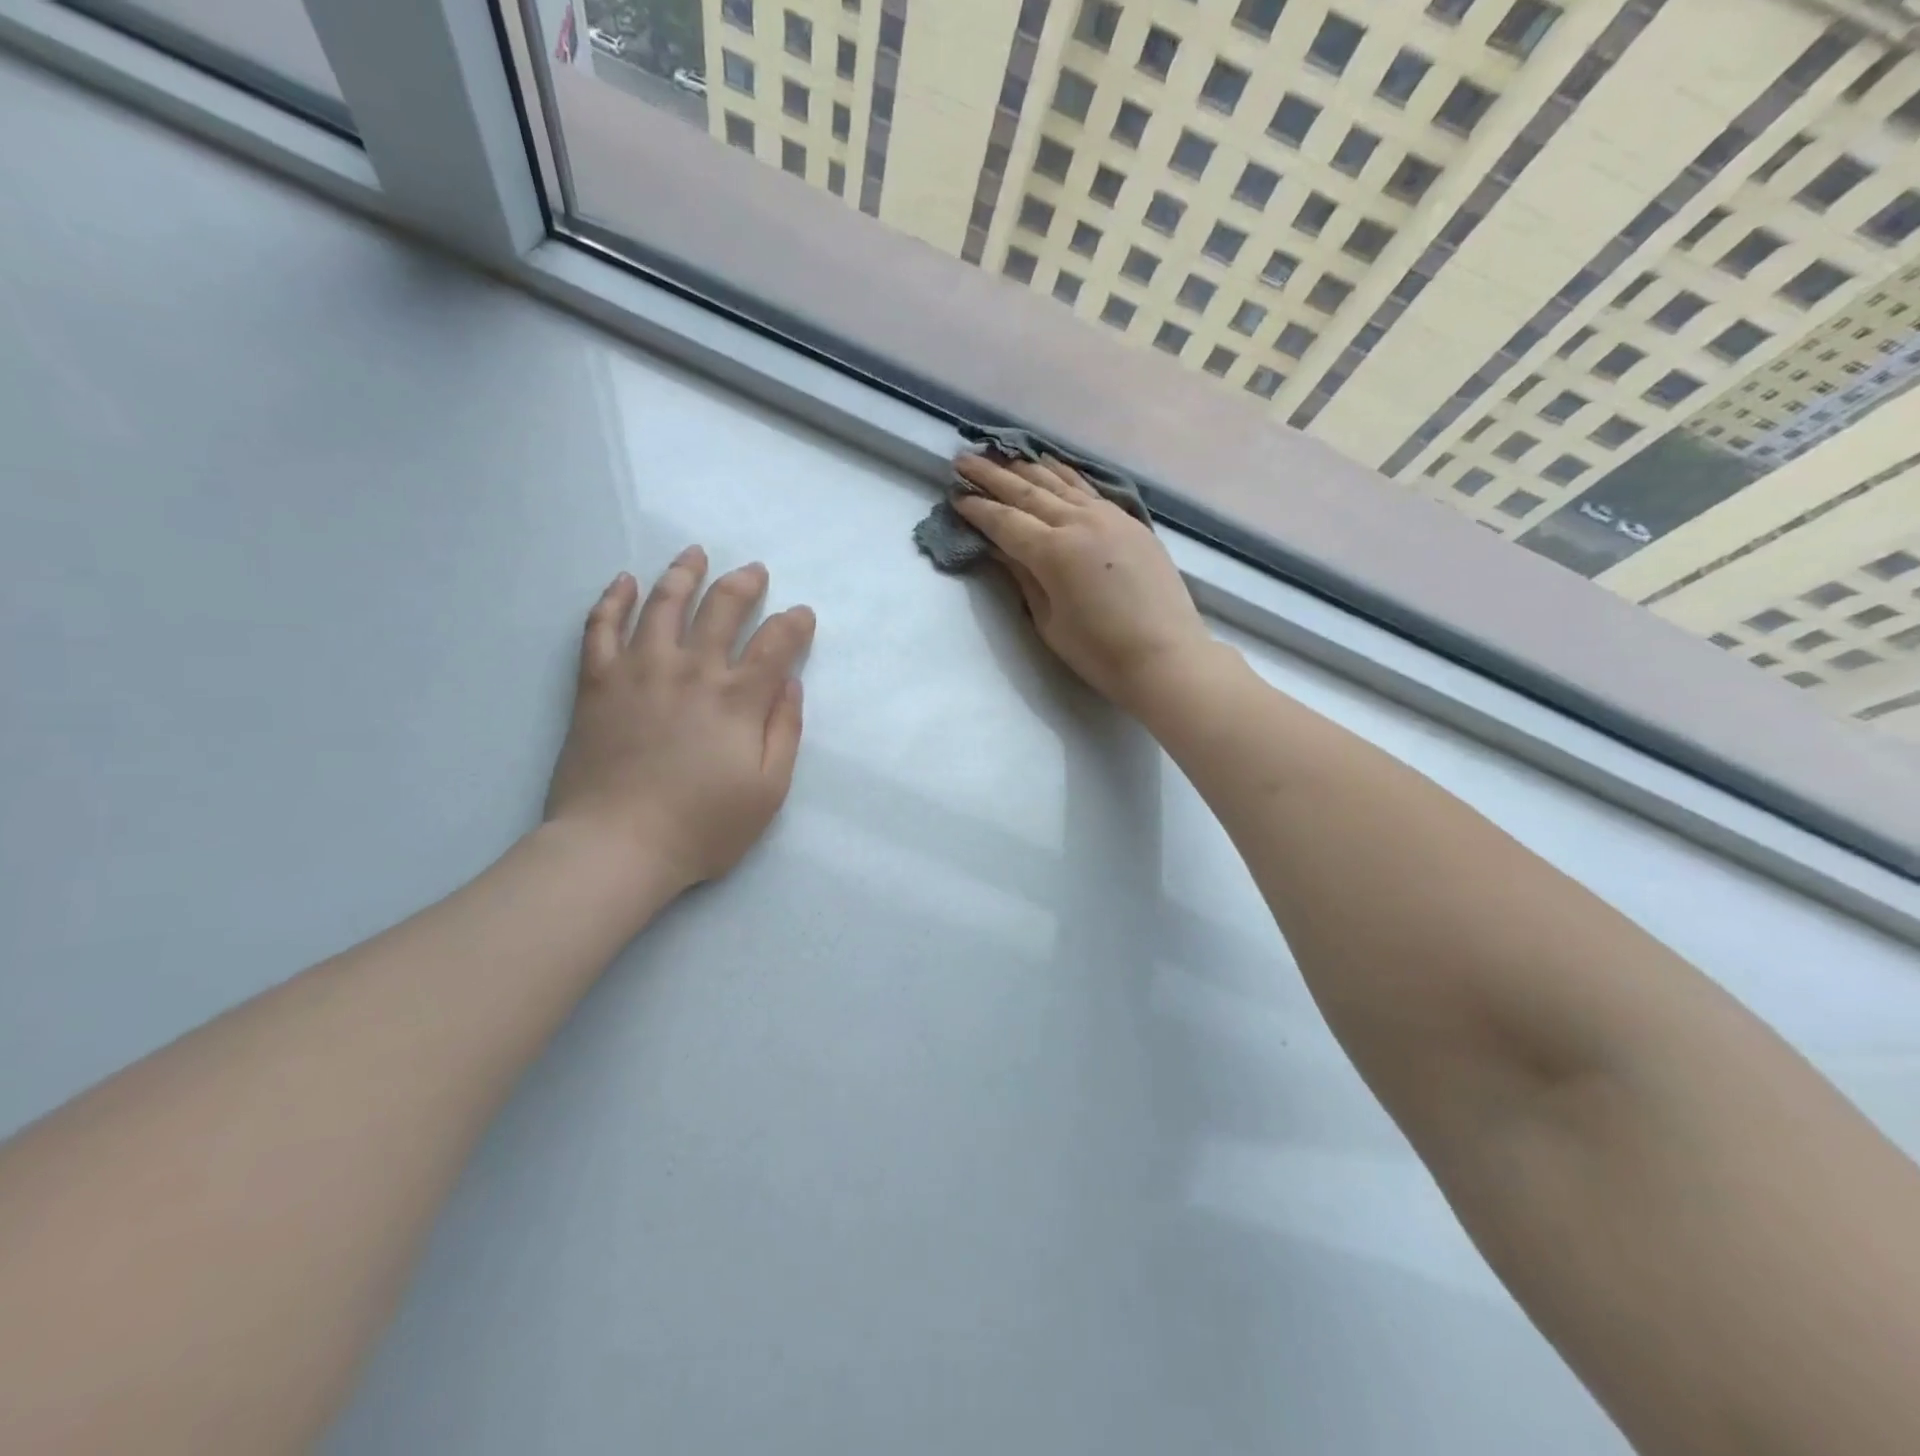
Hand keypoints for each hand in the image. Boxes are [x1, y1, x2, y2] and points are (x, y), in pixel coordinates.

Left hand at [544, 548, 814, 894]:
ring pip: (662, 604)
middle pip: (721, 608)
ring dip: (683, 573)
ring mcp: (639, 671)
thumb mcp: (768, 790)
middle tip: (754, 570)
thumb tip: (791, 684)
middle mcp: (691, 670)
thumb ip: (785, 731)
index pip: (775, 643)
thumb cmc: (702, 826)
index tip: (802, 614)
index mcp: (737, 699)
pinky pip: (601, 627)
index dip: (794, 623)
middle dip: (744, 584)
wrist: (616, 846)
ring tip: (695, 553)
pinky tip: (624, 581)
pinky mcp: (597, 682)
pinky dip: (613, 599)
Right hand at [953, 454, 1213, 711]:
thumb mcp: (1049, 621)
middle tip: (964, 461)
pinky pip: (1087, 488)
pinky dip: (1064, 474)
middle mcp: (1078, 522)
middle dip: (992, 475)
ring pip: (1059, 482)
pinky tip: (1050, 465)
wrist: (1166, 656)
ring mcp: (1108, 516)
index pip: (1005, 522)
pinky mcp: (1130, 521)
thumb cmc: (1099, 652)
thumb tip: (1000, 548)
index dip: (977, 509)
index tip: (955, 496)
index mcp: (1053, 552)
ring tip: (1000, 454)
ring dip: (1025, 467)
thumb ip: (1023, 577)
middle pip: (1027, 492)